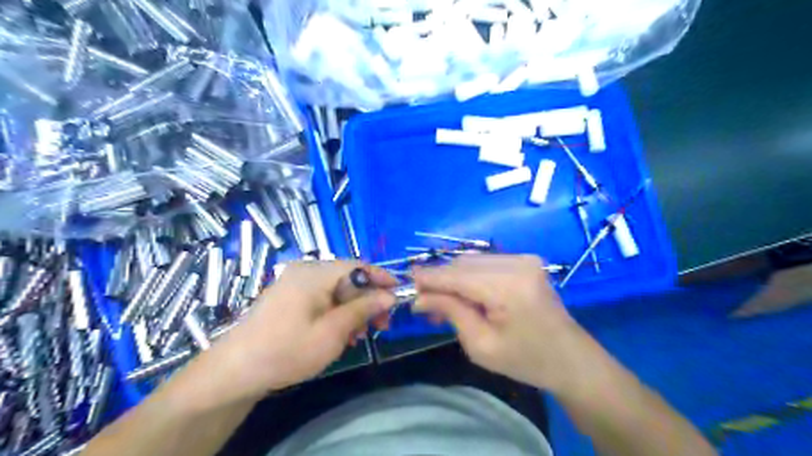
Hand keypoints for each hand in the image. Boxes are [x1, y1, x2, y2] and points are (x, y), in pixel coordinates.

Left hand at [199, 259, 396, 401]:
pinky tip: (339, 333)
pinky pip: (321, 297)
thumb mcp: (332, 332)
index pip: (359, 266)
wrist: (234, 371)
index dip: (381, 279)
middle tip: (381, 324)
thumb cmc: (287, 350)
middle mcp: (305, 270)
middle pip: (348, 277)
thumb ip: (363, 309)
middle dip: (367, 299)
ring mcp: (294, 282)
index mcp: (315, 273)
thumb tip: (389, 295)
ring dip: (352, 308)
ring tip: (359, 334)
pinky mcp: (288, 296)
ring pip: (336, 289)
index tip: (399, 295)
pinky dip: (335, 311)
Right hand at [414, 253, 593, 390]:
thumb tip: (419, 298)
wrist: (572, 359)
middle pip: (464, 264)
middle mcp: (517, 263)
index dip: (429, 277)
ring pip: (473, 261)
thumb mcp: (481, 345)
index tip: (405, 281)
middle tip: (423, 301)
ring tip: (443, 302)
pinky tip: (464, 294)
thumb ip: (450, 312)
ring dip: (454, 278)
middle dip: (440, 279)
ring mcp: (524, 259)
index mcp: (508, 287)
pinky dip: (470, 276)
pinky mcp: (526, 261)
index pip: (457, 275)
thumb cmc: (526, 360)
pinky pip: (487, 263)